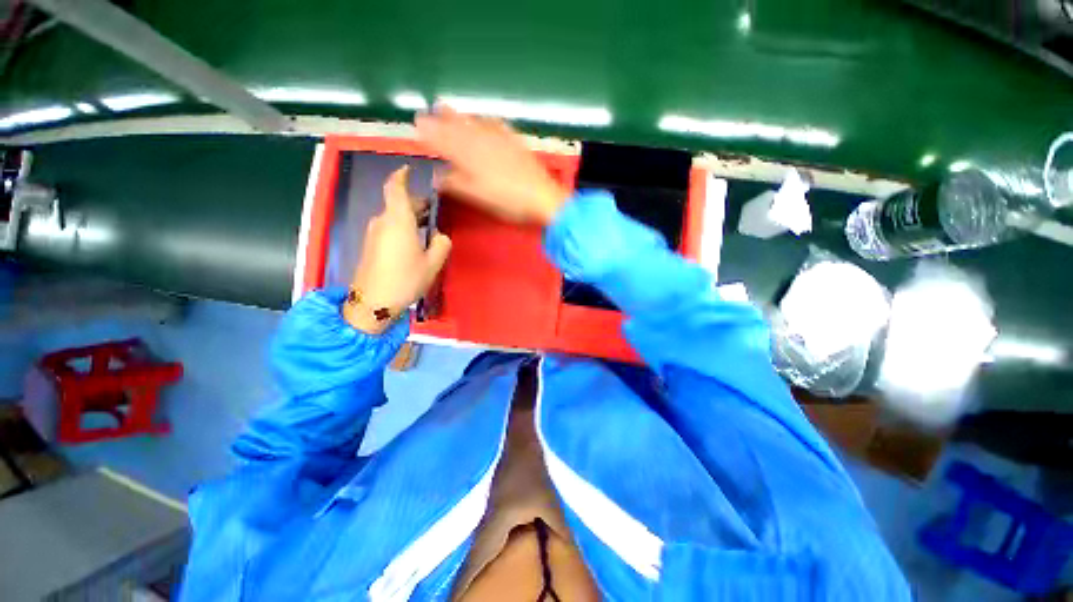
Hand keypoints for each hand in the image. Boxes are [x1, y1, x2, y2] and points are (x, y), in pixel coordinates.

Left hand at [345, 166, 451, 334]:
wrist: (372, 302)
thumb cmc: (405, 280)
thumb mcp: (432, 264)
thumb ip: (441, 245)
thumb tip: (439, 236)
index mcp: (398, 221)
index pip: (395, 188)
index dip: (401, 175)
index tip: (409, 170)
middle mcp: (383, 222)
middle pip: (397, 203)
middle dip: (415, 203)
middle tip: (434, 210)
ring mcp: (374, 234)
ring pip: (393, 216)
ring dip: (410, 217)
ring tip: (428, 226)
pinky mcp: (371, 245)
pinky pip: (389, 228)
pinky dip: (403, 227)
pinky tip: (415, 240)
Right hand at [415, 105, 569, 224]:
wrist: (542, 198)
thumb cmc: (508, 202)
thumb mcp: (477, 197)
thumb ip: (455, 184)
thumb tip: (436, 176)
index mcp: (469, 156)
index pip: (444, 140)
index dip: (430, 133)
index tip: (417, 125)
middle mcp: (482, 142)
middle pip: (458, 127)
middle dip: (442, 119)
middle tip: (429, 110)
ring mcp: (500, 139)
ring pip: (474, 123)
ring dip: (460, 115)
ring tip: (447, 107)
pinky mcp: (514, 142)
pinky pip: (496, 125)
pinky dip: (485, 120)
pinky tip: (484, 117)